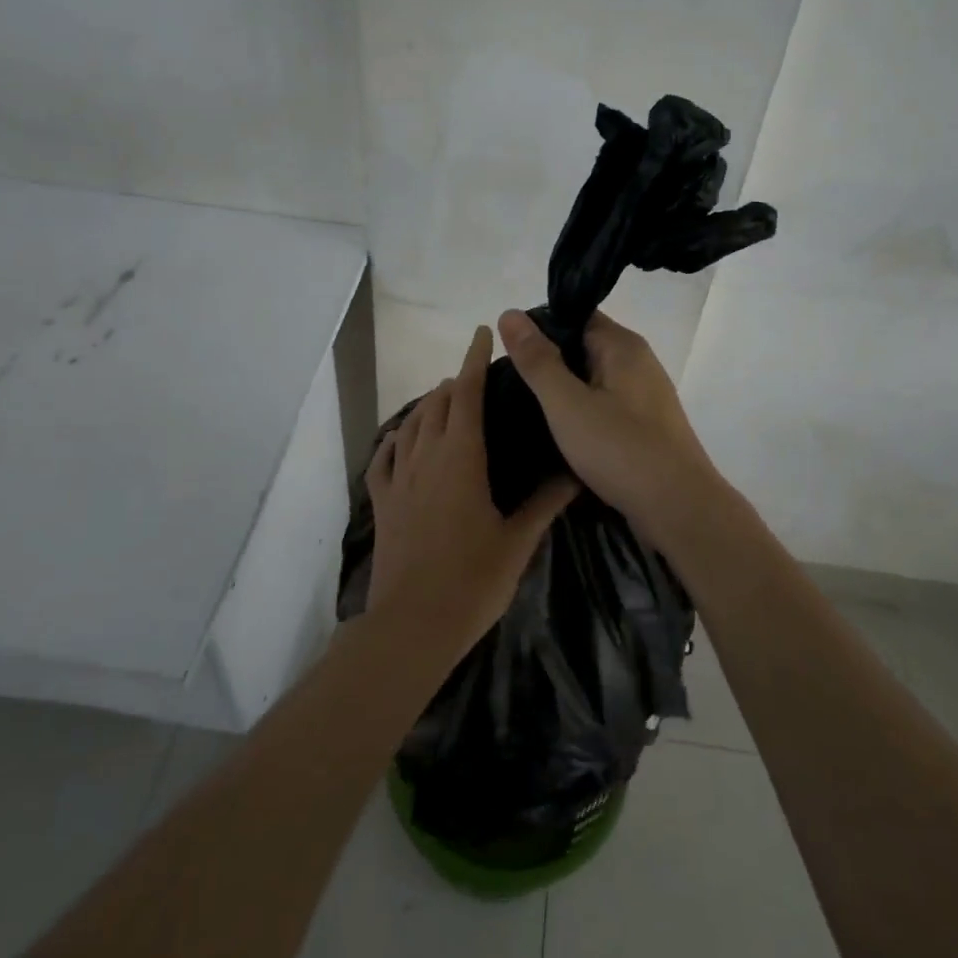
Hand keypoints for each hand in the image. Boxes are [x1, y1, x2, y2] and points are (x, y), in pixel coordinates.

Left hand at [367, 325, 576, 654]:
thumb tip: (576, 472)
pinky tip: (401, 437)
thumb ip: (546, 502)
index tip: (483, 333)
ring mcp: (398, 478)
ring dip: (428, 405)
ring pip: (411, 424)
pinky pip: (384, 457)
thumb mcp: (518, 540)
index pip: (467, 393)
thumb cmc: (473, 580)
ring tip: (445, 399)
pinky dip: (395, 438)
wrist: (414, 623)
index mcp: (461, 457)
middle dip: (455, 382)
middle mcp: (426, 456)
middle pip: (437, 403)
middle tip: (476, 378)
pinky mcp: (382, 502)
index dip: (475, 360)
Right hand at [497, 308, 723, 535]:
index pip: (575, 316)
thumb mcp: (567, 403)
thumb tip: (509, 313)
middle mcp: (638, 362)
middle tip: (507, 382)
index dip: (539, 328)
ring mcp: (644, 396)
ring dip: (562, 391)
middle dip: (547, 362)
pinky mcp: (645, 426)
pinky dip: (580, 413)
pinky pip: (604, 405)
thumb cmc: (620, 450)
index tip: (507, 352)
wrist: (679, 509)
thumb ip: (537, 360)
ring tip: (524, 407)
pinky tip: (557, 432)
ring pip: (591, 380)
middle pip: (582, 347)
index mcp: (622, 346)